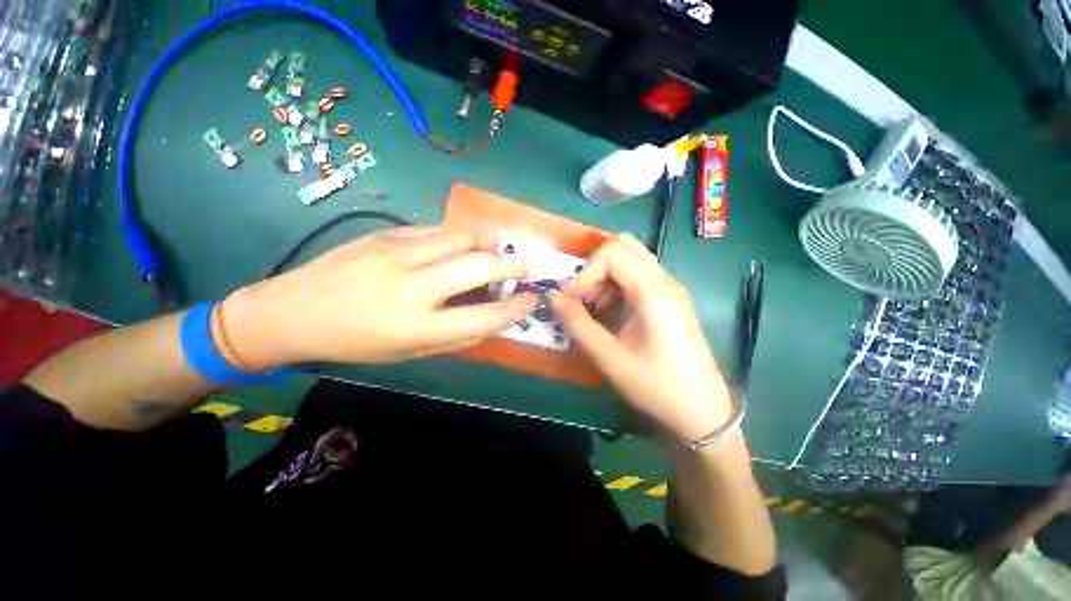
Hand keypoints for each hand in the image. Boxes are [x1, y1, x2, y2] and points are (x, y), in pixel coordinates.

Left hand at [224, 227, 536, 366]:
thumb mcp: (411, 353)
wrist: (292, 311)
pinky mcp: (387, 233)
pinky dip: (458, 239)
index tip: (531, 299)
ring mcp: (398, 253)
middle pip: (480, 265)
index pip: (485, 316)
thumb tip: (494, 317)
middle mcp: (413, 286)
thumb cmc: (357, 343)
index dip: (516, 308)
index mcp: (417, 326)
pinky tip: (459, 247)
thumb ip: (458, 336)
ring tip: (495, 252)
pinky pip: (437, 231)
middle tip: (526, 266)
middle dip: (512, 264)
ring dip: (487, 245)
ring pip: (463, 238)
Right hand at [549, 234, 731, 441]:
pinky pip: (638, 277)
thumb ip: (577, 324)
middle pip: (623, 246)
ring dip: (605, 277)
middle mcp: (665, 280)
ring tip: (594, 308)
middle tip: (582, 296)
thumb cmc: (656, 386)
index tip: (571, 300)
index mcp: (654, 291)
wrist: (702, 412)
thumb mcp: (609, 358)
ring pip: (631, 259)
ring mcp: (670, 288)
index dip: (585, 272)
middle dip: (594, 267)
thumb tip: (553, 297)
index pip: (612, 252)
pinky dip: (617, 286)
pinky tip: (611, 314)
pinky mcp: (669, 300)